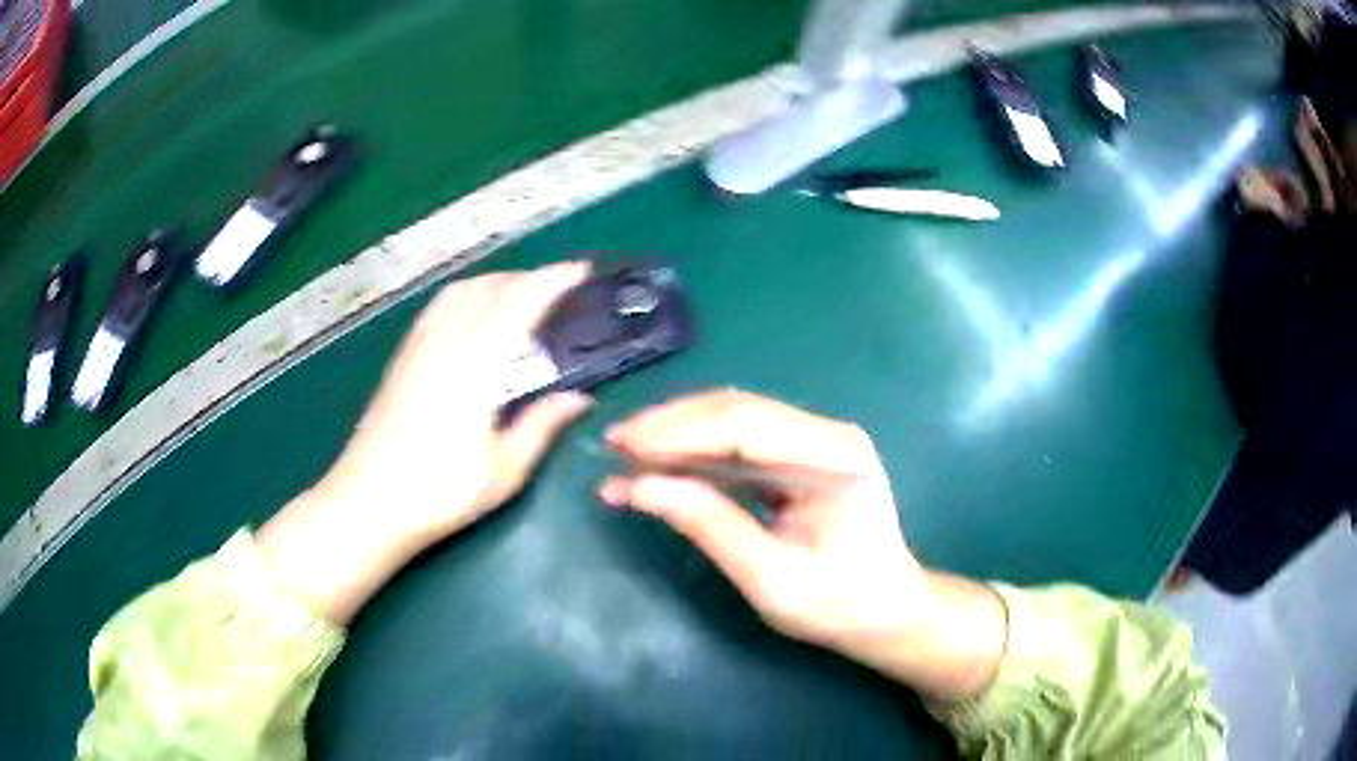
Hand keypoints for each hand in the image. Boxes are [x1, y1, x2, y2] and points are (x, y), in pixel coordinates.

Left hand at [259, 263, 595, 624]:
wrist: (368, 502)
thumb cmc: (440, 492)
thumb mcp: (503, 471)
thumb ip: (542, 426)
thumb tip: (580, 399)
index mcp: (477, 364)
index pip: (521, 303)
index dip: (554, 280)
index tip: (581, 270)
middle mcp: (447, 341)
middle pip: (491, 287)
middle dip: (529, 278)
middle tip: (559, 289)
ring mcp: (419, 345)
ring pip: (461, 290)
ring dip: (496, 282)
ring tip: (520, 296)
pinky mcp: (402, 356)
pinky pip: (439, 306)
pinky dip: (467, 294)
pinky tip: (472, 315)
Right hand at [599, 389, 1006, 698]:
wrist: (886, 612)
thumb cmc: (837, 605)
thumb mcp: (770, 578)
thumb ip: (708, 526)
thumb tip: (637, 486)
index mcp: (834, 457)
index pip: (746, 425)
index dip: (679, 431)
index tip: (623, 445)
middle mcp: (828, 434)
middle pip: (739, 410)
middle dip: (672, 424)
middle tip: (615, 443)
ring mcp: (817, 440)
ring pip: (736, 418)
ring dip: (680, 432)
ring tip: (628, 450)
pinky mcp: (803, 455)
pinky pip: (743, 439)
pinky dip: (699, 449)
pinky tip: (663, 461)